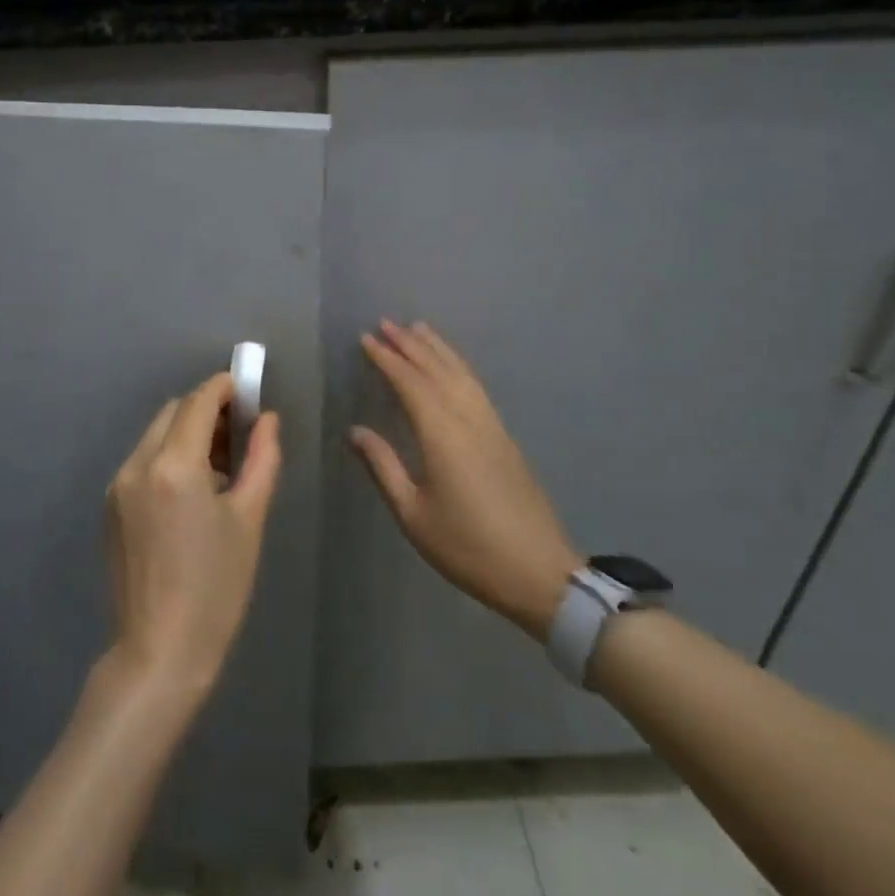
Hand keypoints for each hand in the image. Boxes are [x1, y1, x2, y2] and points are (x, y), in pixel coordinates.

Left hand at [105, 371, 282, 701]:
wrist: (159, 649)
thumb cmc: (216, 587)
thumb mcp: (249, 519)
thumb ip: (262, 459)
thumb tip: (267, 419)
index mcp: (173, 466)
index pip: (198, 402)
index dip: (224, 388)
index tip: (246, 391)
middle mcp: (136, 465)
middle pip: (172, 412)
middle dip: (205, 410)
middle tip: (238, 434)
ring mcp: (116, 485)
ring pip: (154, 435)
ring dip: (185, 433)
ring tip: (218, 468)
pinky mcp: (109, 506)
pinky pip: (141, 461)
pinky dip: (167, 457)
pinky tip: (189, 493)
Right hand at [350, 320, 579, 639]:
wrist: (538, 572)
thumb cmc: (467, 547)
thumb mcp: (413, 514)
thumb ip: (383, 467)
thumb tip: (355, 431)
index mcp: (443, 435)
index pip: (410, 384)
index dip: (387, 359)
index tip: (366, 339)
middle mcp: (469, 420)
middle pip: (437, 370)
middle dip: (410, 344)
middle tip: (386, 323)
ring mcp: (492, 426)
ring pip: (462, 374)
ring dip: (438, 349)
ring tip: (418, 329)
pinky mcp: (504, 438)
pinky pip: (476, 388)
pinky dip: (458, 367)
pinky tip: (452, 368)